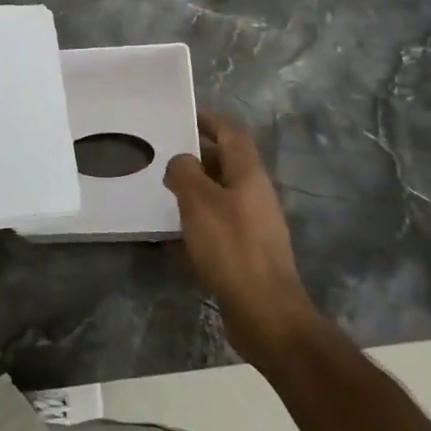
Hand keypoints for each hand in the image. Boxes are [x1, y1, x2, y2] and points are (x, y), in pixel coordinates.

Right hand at [164, 112, 320, 368]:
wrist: (266, 313)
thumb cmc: (231, 248)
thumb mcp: (199, 201)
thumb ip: (185, 172)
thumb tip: (181, 162)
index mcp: (249, 174)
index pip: (231, 133)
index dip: (209, 120)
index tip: (183, 117)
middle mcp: (256, 194)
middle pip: (227, 162)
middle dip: (197, 156)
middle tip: (164, 157)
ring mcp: (255, 224)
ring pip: (222, 194)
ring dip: (197, 189)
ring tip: (166, 193)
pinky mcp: (248, 251)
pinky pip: (220, 223)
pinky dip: (200, 220)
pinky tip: (177, 234)